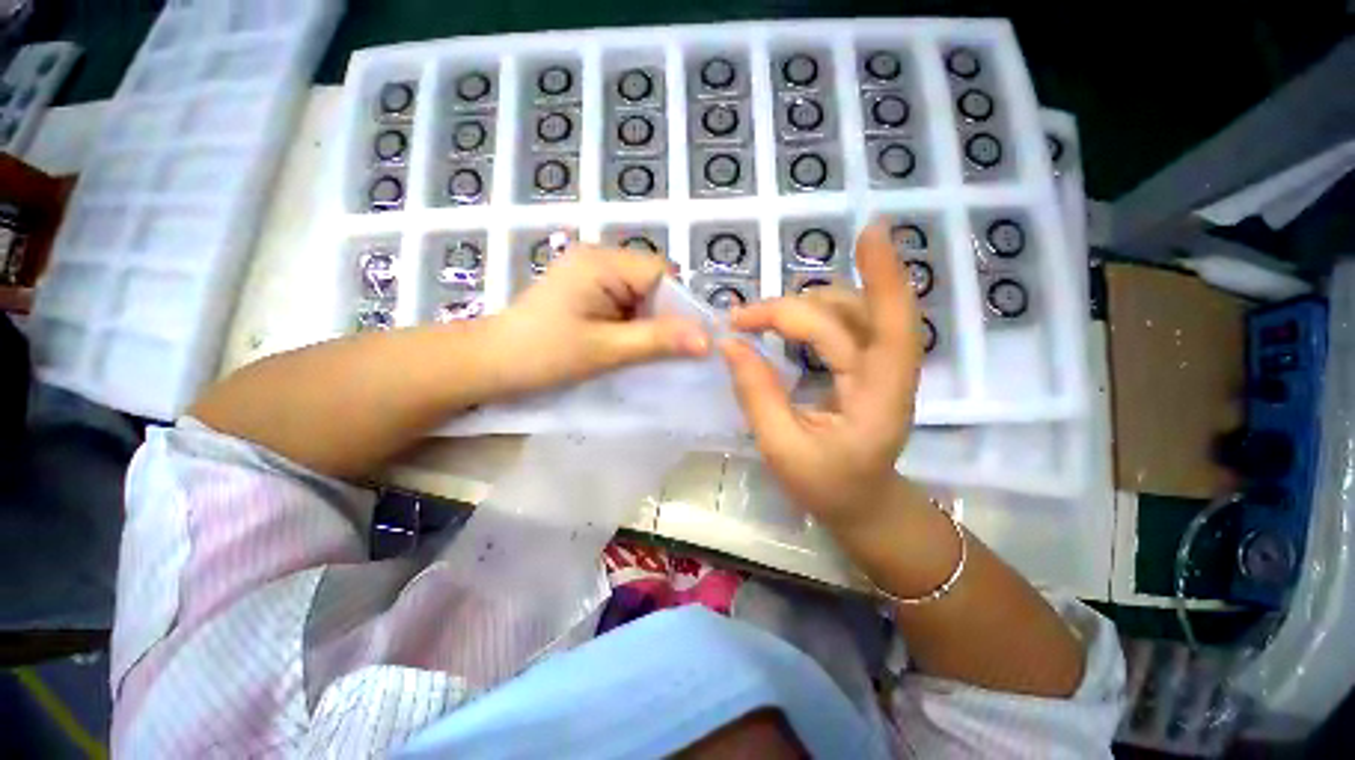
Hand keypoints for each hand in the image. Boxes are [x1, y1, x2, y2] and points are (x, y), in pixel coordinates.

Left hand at [492, 245, 709, 395]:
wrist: (491, 364)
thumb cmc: (543, 354)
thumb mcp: (606, 349)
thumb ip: (658, 341)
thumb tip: (709, 340)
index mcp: (602, 262)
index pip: (662, 273)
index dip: (679, 305)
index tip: (686, 341)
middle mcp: (599, 258)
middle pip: (654, 282)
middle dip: (664, 316)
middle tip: (661, 351)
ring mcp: (592, 273)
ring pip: (643, 294)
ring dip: (649, 322)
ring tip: (641, 350)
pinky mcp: (587, 290)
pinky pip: (626, 302)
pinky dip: (634, 324)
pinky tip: (627, 344)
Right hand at [719, 223, 923, 527]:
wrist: (862, 504)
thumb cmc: (827, 486)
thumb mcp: (782, 448)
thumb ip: (756, 394)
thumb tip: (730, 344)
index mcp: (879, 397)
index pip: (893, 327)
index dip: (885, 276)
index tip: (870, 231)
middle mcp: (886, 372)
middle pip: (845, 316)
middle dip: (787, 309)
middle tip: (738, 322)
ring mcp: (877, 366)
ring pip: (845, 312)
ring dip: (800, 307)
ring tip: (756, 322)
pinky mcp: (865, 365)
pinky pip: (840, 325)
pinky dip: (809, 316)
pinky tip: (782, 326)